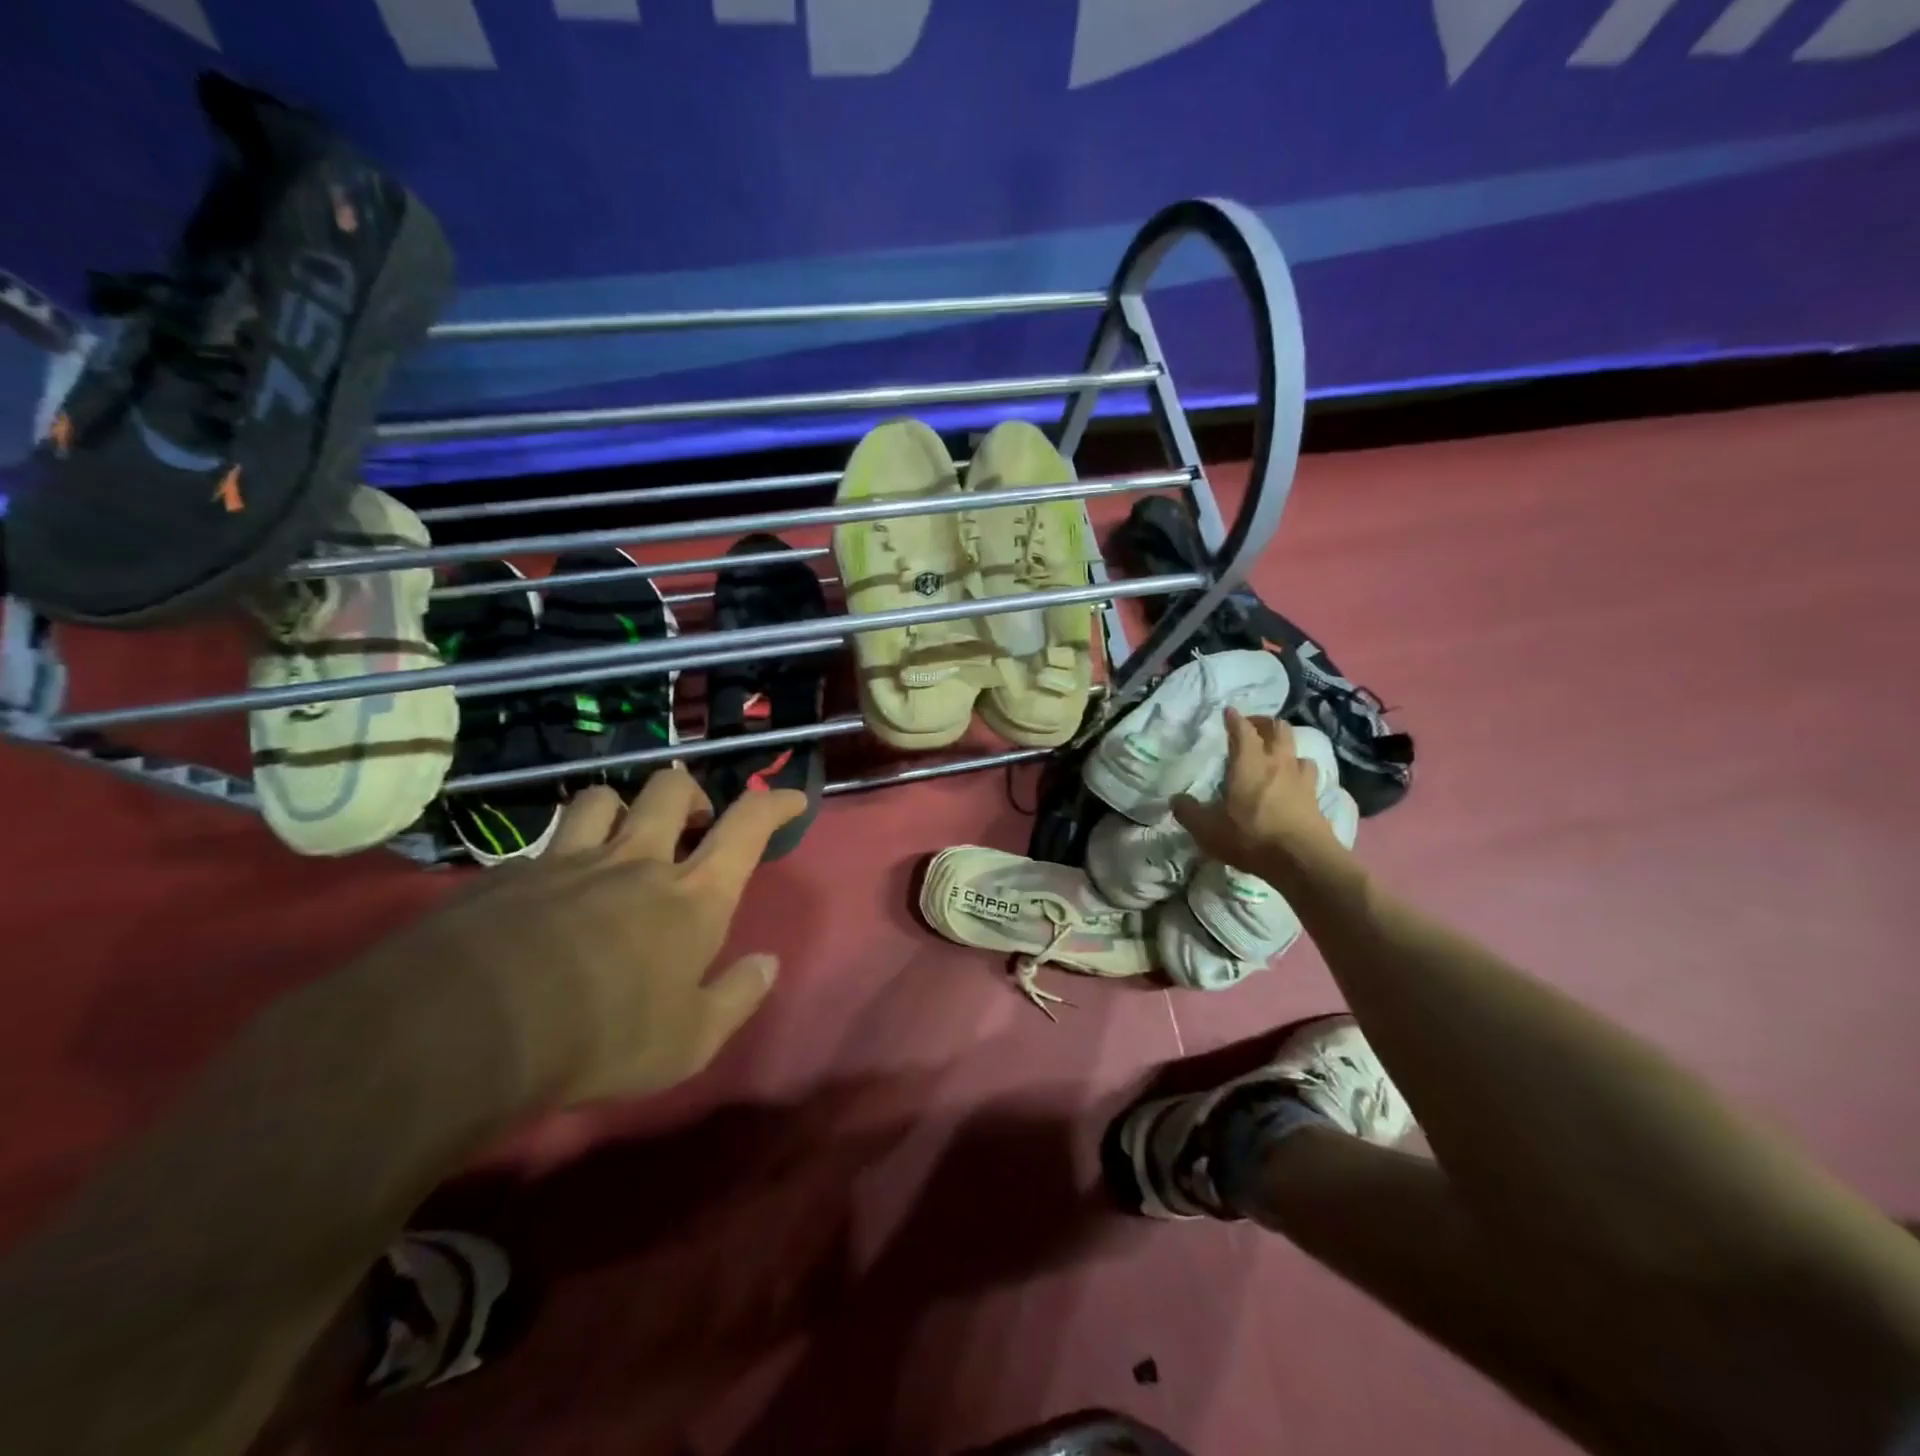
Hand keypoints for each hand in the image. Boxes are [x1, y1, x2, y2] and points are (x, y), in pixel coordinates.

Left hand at [378, 768, 806, 1106]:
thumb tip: (768, 963)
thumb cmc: (602, 1037)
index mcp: (692, 896)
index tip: (791, 798)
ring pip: (602, 798)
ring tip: (620, 839)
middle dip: (691, 793)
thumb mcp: (689, 1042)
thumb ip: (737, 998)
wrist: (466, 1029)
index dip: (775, 802)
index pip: (748, 826)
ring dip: (620, 809)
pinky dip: (557, 859)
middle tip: (692, 823)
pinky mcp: (509, 874)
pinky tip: (545, 895)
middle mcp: (636, 862)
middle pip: (671, 788)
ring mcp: (569, 861)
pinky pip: (542, 847)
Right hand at [1171, 709, 1346, 879]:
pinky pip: (1308, 773)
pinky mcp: (1316, 797)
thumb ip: (1189, 812)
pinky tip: (1293, 781)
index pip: (1243, 729)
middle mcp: (1277, 762)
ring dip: (1285, 746)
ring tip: (1275, 754)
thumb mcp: (1207, 829)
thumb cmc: (1251, 837)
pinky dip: (1299, 770)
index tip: (1228, 712)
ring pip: (1297, 749)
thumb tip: (1176, 799)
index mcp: (1249, 762)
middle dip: (1264, 723)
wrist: (1303, 860)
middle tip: (1252, 728)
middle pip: (1278, 728)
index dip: (1234, 718)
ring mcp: (1301, 778)